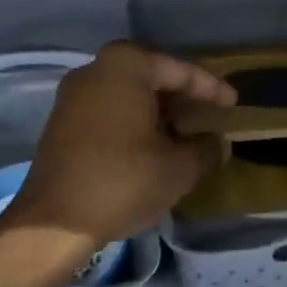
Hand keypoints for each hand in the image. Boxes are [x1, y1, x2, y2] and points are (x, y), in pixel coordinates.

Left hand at [11, 43, 235, 254]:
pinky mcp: (62, 120)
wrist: (53, 221)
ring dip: (158, 111)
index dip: (211, 89)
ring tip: (185, 134)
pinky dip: (133, 121)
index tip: (233, 105)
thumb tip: (219, 143)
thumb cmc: (121, 181)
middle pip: (151, 76)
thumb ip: (206, 149)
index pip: (179, 70)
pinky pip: (108, 109)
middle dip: (182, 98)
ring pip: (128, 94)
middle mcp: (95, 68)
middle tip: (210, 117)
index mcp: (125, 66)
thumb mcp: (178, 168)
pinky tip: (152, 146)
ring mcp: (74, 94)